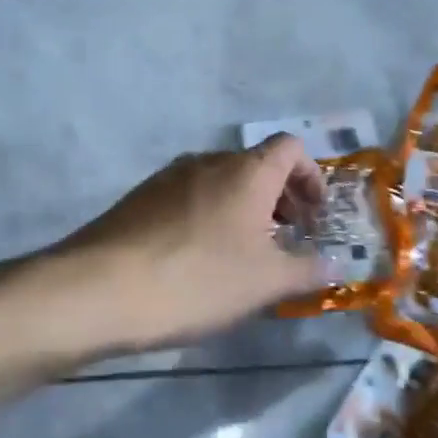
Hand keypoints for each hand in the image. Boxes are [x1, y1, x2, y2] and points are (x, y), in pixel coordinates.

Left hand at [58, 135, 327, 351]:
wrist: (100, 289)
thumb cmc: (197, 279)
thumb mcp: (265, 282)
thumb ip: (307, 269)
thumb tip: (336, 264)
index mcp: (245, 171)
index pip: (290, 147)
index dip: (310, 176)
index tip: (315, 216)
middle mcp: (206, 162)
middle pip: (254, 165)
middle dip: (278, 197)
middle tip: (285, 239)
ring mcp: (167, 178)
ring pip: (219, 182)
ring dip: (241, 209)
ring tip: (242, 255)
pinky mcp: (138, 199)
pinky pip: (187, 198)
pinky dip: (207, 217)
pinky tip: (197, 261)